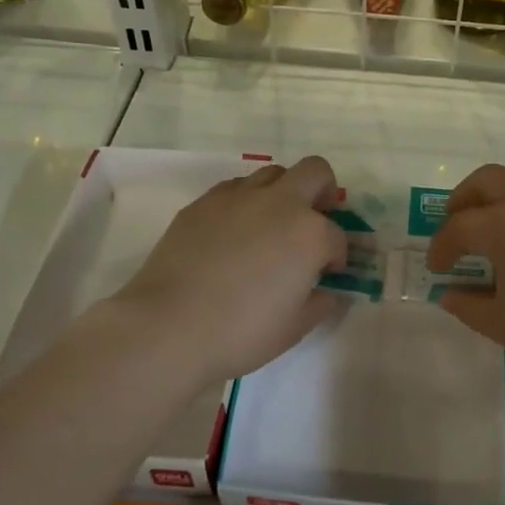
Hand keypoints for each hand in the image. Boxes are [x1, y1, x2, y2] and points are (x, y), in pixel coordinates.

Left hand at [109, 156, 347, 390]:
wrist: (168, 326)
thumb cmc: (241, 332)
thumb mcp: (295, 327)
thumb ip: (321, 303)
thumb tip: (329, 292)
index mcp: (310, 234)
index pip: (337, 236)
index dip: (337, 256)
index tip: (327, 274)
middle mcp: (279, 203)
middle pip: (315, 172)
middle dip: (323, 192)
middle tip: (314, 220)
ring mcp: (238, 197)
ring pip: (272, 173)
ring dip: (282, 193)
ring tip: (271, 226)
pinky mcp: (203, 202)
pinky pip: (235, 188)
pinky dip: (245, 203)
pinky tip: (234, 233)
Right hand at [426, 164, 504, 396]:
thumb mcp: (504, 325)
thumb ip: (469, 305)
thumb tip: (450, 293)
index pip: (459, 227)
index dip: (441, 247)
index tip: (436, 268)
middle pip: (487, 180)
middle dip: (464, 200)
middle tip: (456, 227)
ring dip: (498, 198)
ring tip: (494, 232)